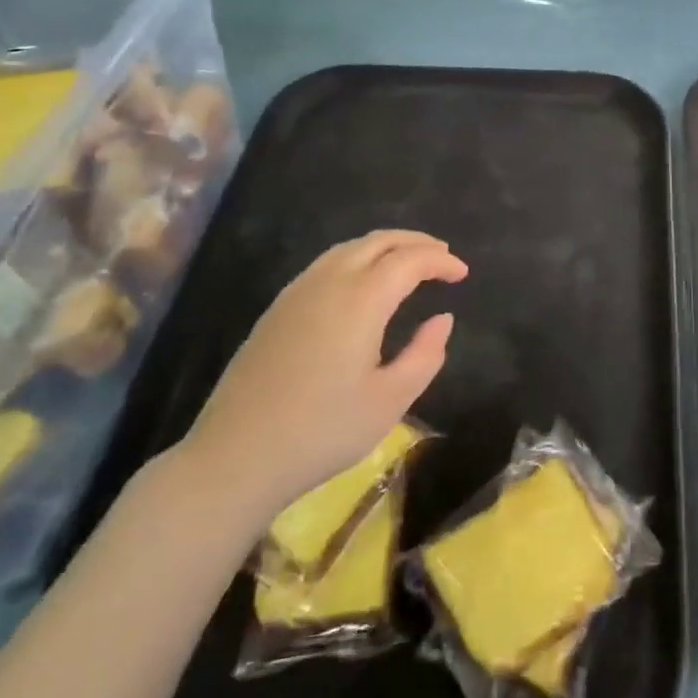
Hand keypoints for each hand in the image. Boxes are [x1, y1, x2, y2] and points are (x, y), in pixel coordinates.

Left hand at [173, 230, 466, 519]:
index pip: (409, 260)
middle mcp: (329, 281)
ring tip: (408, 262)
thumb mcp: (389, 401)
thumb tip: (442, 319)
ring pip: (349, 248)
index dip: (440, 261)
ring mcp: (298, 291)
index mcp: (361, 299)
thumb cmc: (322, 431)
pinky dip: (357, 258)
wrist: (235, 455)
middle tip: (442, 255)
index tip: (462, 273)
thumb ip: (424, 355)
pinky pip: (327, 263)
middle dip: (415, 242)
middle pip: (379, 241)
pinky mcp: (278, 308)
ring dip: (385, 246)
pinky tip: (362, 282)